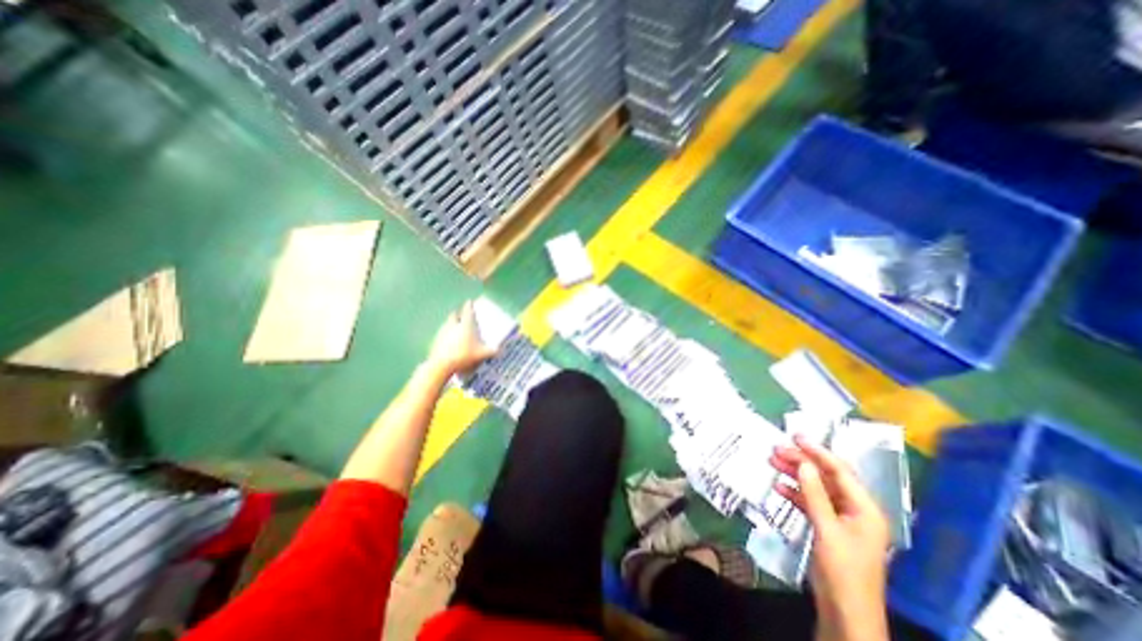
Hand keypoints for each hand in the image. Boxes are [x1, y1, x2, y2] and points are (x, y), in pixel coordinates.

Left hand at [425, 297, 498, 375]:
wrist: (442, 364)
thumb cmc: (464, 355)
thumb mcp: (481, 354)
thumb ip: (491, 352)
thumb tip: (500, 351)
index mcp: (466, 324)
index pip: (467, 310)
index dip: (469, 305)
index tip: (469, 301)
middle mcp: (453, 324)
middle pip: (454, 315)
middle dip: (458, 313)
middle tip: (461, 315)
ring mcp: (442, 332)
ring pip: (447, 323)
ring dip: (451, 324)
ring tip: (457, 329)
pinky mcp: (436, 340)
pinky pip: (442, 334)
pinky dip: (446, 335)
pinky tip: (450, 342)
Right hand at [766, 436, 890, 640]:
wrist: (846, 613)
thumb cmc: (843, 571)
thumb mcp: (827, 530)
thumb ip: (814, 495)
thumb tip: (804, 464)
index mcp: (864, 509)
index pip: (840, 471)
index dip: (818, 452)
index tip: (795, 437)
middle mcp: (855, 509)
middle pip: (826, 477)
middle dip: (802, 462)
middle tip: (776, 449)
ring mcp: (841, 519)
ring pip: (816, 488)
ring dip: (795, 475)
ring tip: (772, 461)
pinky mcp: (829, 528)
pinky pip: (811, 502)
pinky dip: (795, 493)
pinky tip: (779, 486)